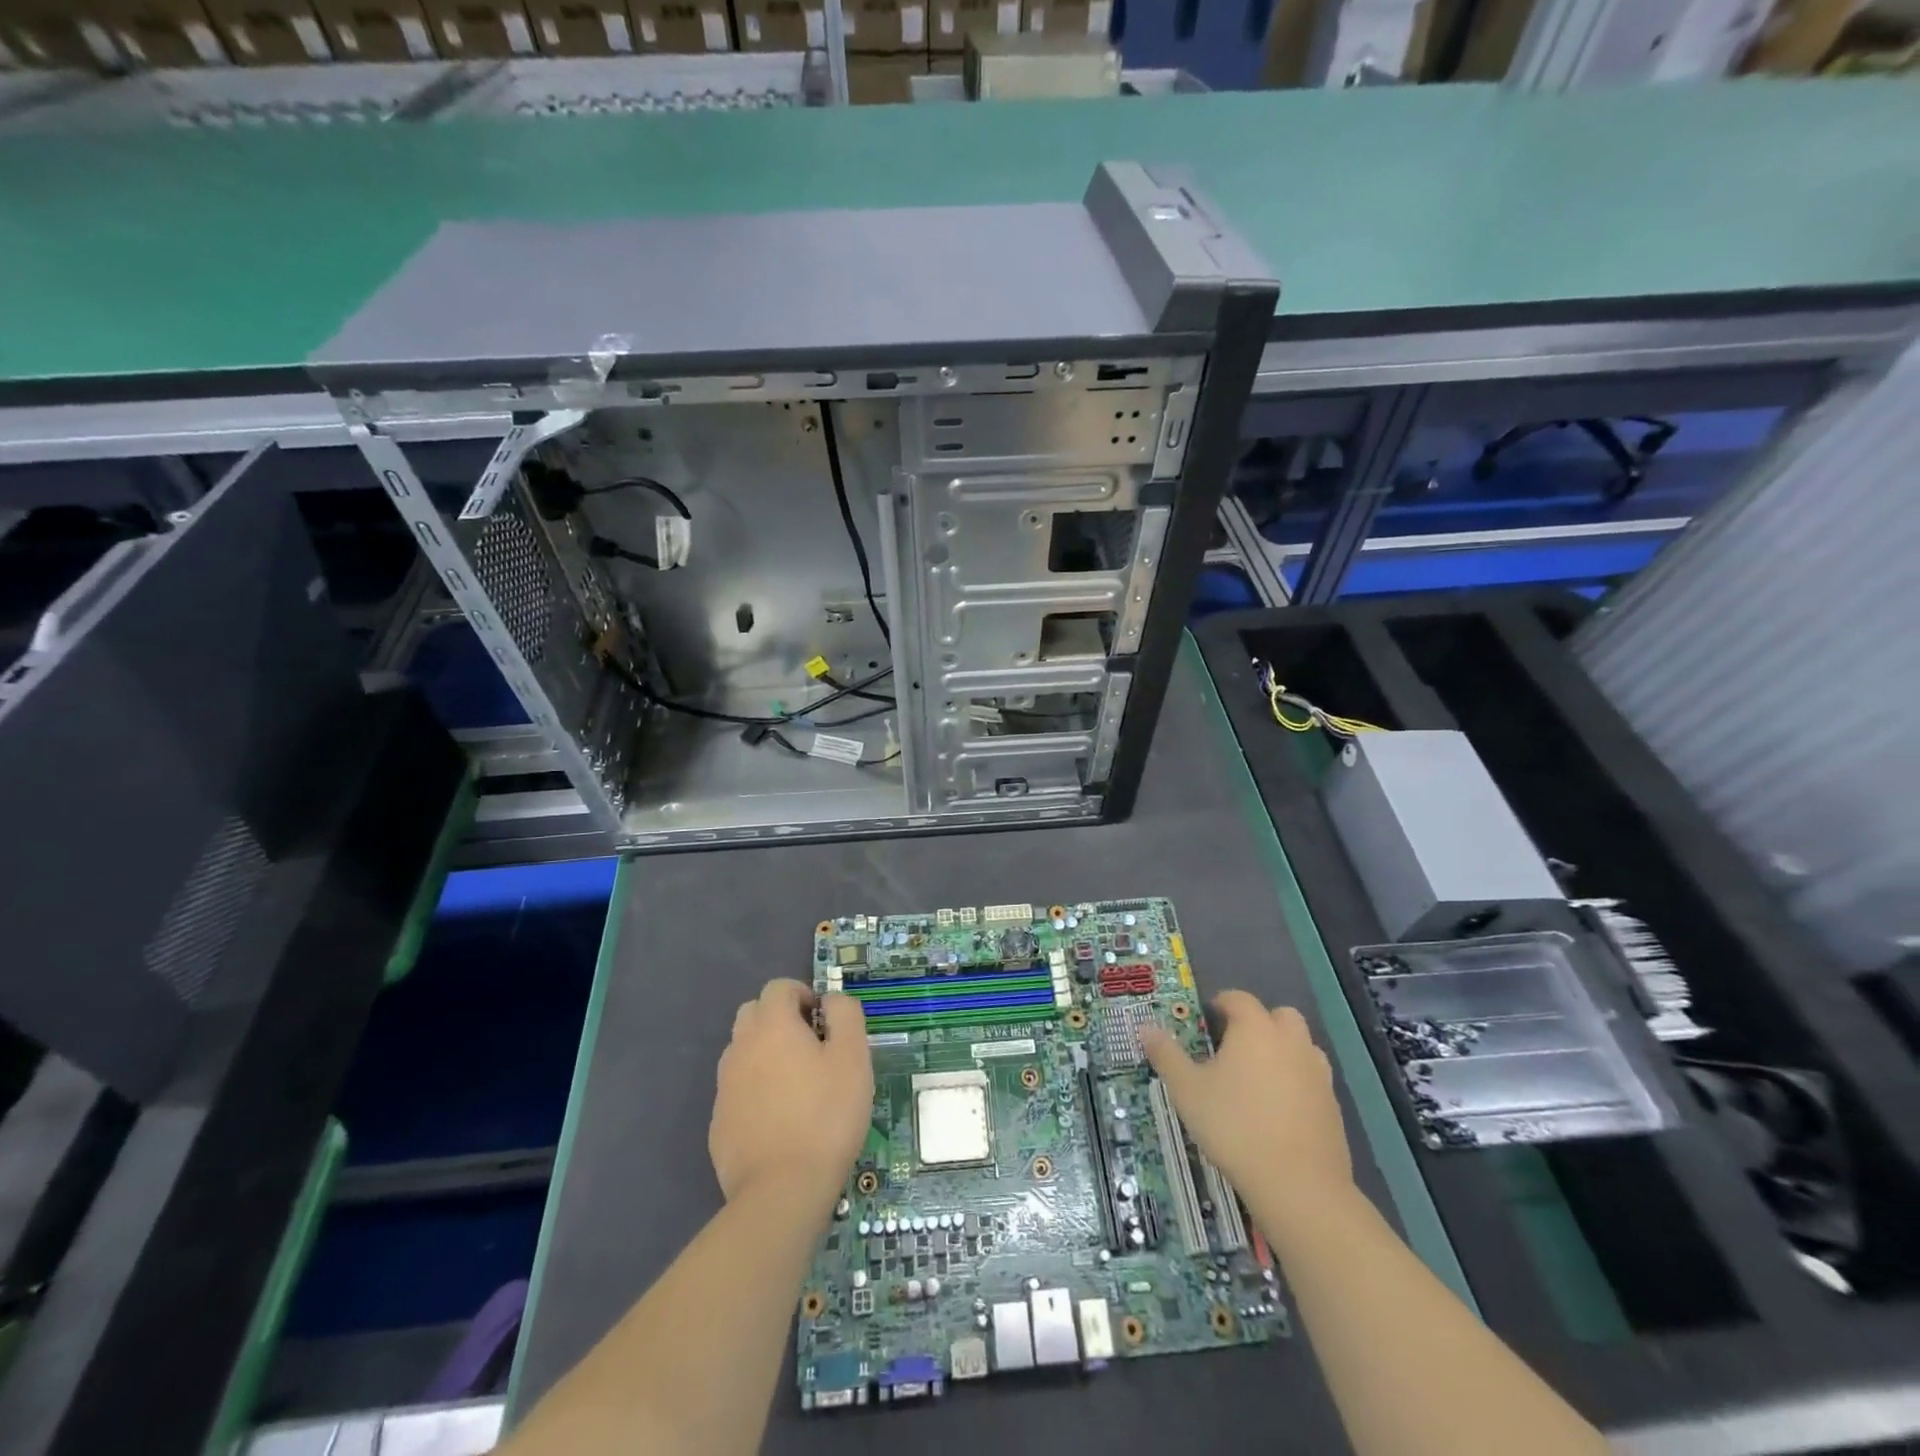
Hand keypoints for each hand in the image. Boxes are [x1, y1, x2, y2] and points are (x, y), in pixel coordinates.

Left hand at [710, 980, 871, 1210]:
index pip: (779, 987)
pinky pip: (738, 1089)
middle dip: (780, 1019)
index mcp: (772, 1025)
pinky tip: (781, 1119)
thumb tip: (832, 999)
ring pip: (743, 1051)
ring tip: (798, 1085)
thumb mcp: (853, 1057)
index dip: (804, 995)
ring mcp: (725, 1086)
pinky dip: (756, 1090)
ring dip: (766, 1053)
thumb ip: (845, 1015)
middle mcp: (741, 1047)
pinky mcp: (719, 1122)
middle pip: (754, 1013)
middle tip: (812, 1048)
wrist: (781, 1191)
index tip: (825, 1022)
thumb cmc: (826, 1115)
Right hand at [1141, 991, 1350, 1215]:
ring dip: (1282, 1050)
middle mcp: (1291, 1042)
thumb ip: (1166, 1055)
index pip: (1239, 999)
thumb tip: (1145, 1028)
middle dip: (1259, 1022)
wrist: (1298, 1185)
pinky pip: (1312, 1079)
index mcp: (1255, 1029)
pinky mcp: (1332, 1106)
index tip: (1206, 1018)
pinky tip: (1277, 1110)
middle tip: (1234, 1045)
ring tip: (1257, 1077)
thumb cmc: (1234, 1126)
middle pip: (1280, 1015)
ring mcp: (1317, 1074)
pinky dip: (1296, 1082)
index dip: (1221, 1003)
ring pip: (1301, 1046)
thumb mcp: (1187, 1089)